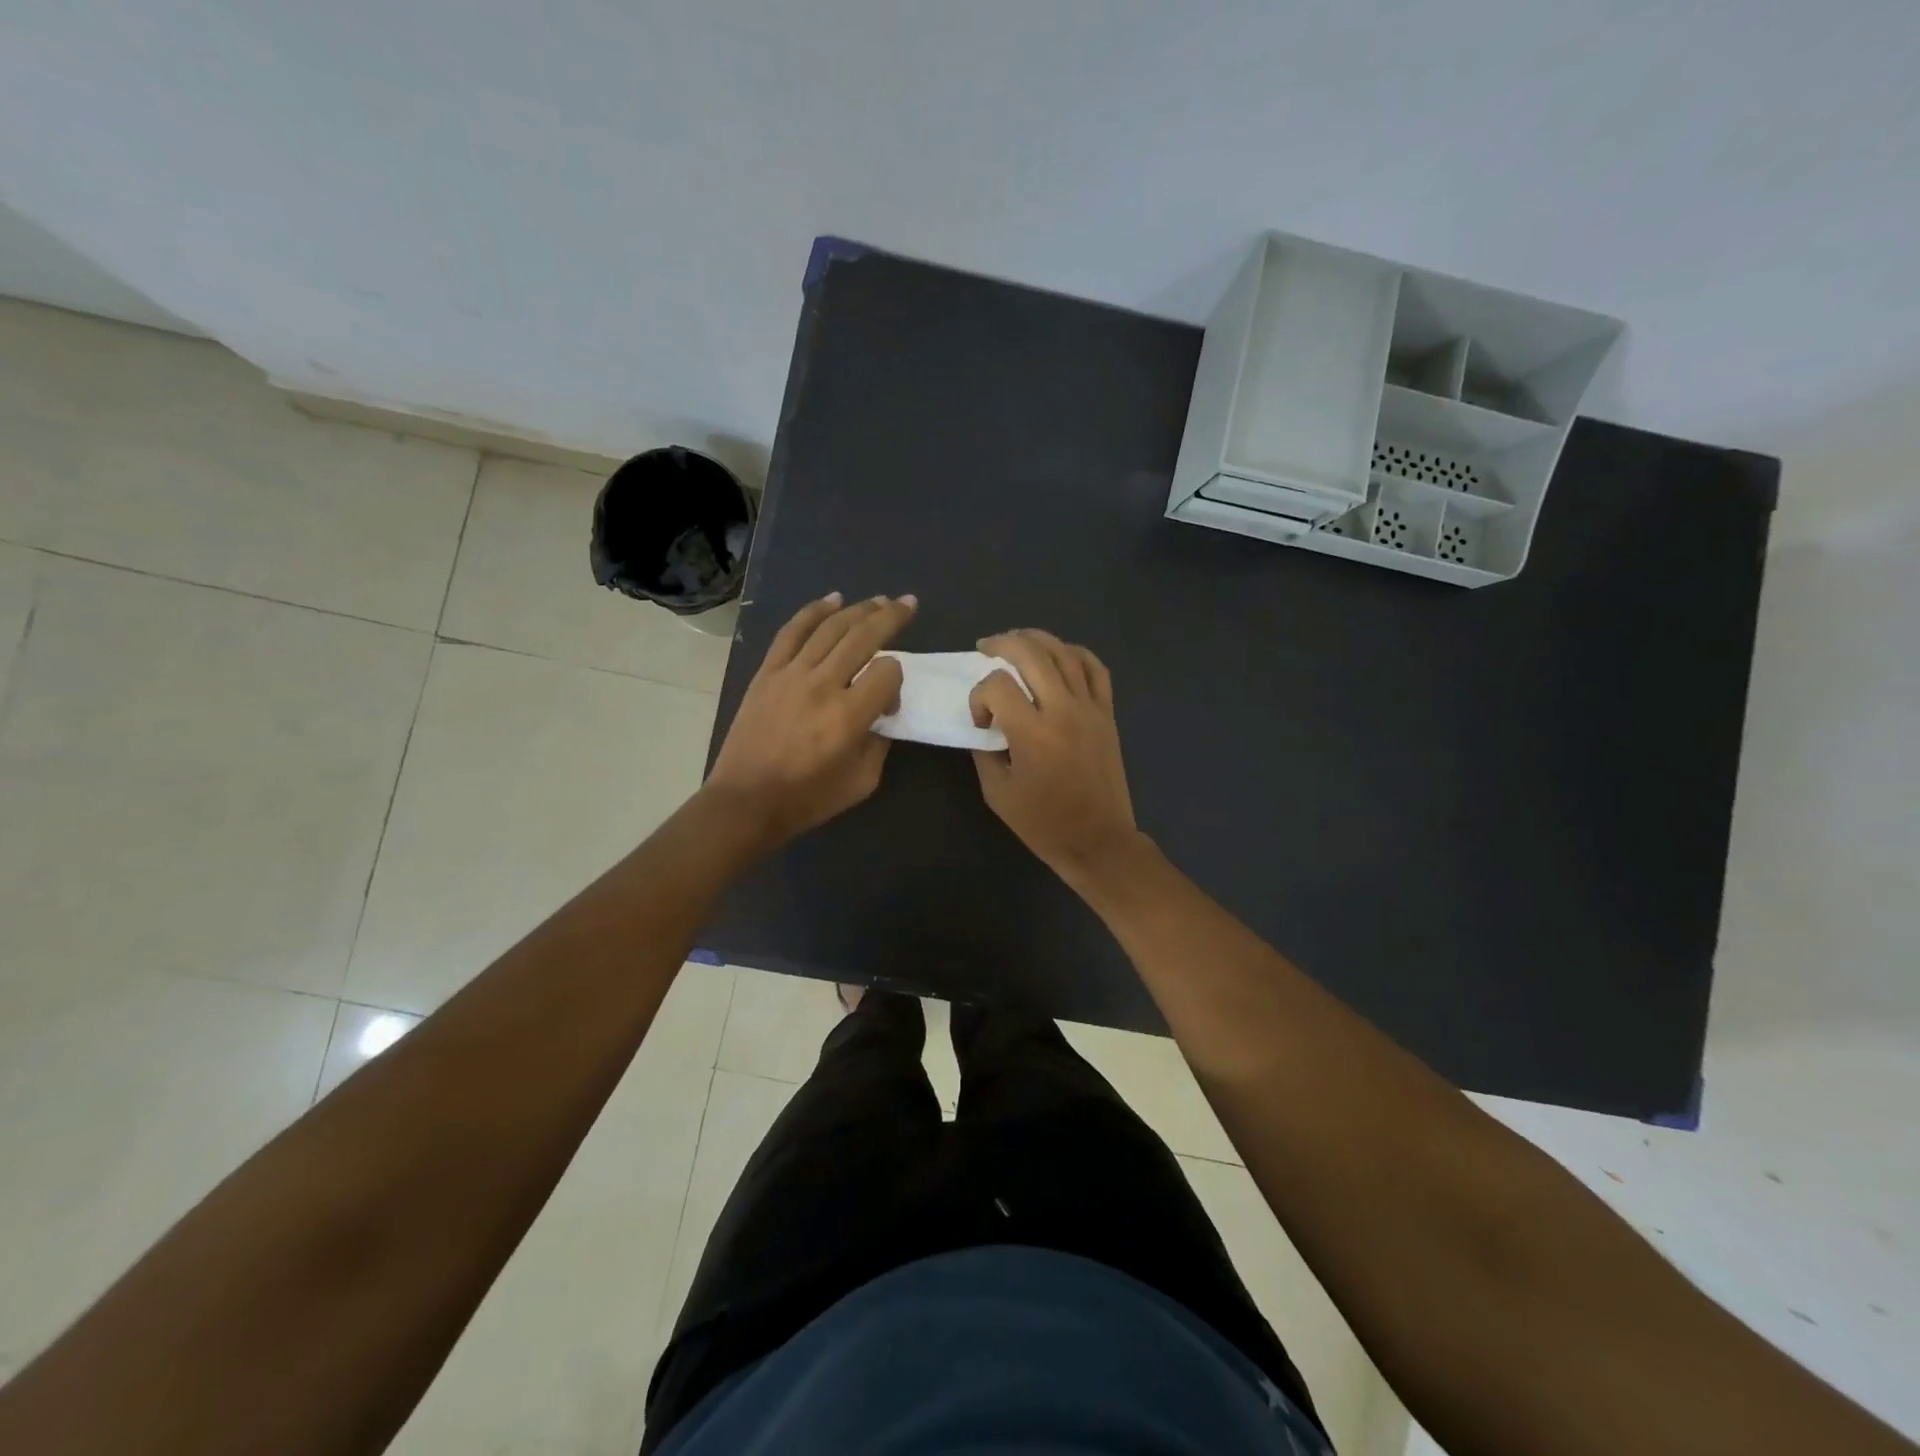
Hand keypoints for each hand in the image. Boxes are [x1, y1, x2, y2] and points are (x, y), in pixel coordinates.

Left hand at [706, 592, 915, 846]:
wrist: (746, 801)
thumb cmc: (808, 798)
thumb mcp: (862, 781)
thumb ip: (880, 743)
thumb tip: (880, 713)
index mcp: (848, 717)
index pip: (887, 672)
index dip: (896, 681)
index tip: (888, 703)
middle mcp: (822, 686)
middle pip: (863, 637)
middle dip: (891, 617)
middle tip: (908, 603)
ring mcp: (791, 674)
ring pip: (830, 628)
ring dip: (858, 609)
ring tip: (878, 600)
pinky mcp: (768, 672)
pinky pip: (792, 632)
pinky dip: (813, 612)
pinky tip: (833, 600)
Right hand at [969, 629, 1140, 883]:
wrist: (1098, 840)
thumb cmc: (1044, 824)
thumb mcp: (997, 793)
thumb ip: (985, 752)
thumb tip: (985, 726)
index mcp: (1032, 733)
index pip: (997, 686)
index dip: (979, 696)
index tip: (981, 722)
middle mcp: (1063, 710)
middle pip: (1030, 653)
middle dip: (1001, 644)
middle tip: (984, 648)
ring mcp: (1090, 708)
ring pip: (1064, 652)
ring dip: (1035, 639)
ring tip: (1016, 641)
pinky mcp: (1107, 713)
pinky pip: (1095, 668)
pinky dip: (1075, 653)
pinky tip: (1059, 654)